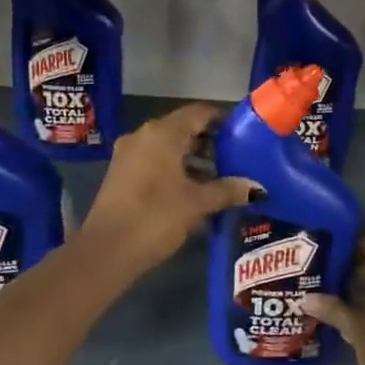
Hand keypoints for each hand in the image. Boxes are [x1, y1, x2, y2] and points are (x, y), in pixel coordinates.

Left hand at [79, 103, 255, 271]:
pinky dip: (176, 170)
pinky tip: (194, 192)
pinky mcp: (121, 175)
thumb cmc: (155, 217)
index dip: (223, 120)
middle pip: (184, 129)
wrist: (106, 252)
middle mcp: (143, 135)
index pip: (199, 112)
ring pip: (169, 147)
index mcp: (163, 133)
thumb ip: (228, 190)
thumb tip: (258, 188)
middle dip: (210, 143)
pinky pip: (155, 162)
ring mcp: (129, 154)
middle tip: (237, 159)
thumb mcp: (197, 204)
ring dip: (194, 159)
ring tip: (220, 179)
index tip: (244, 133)